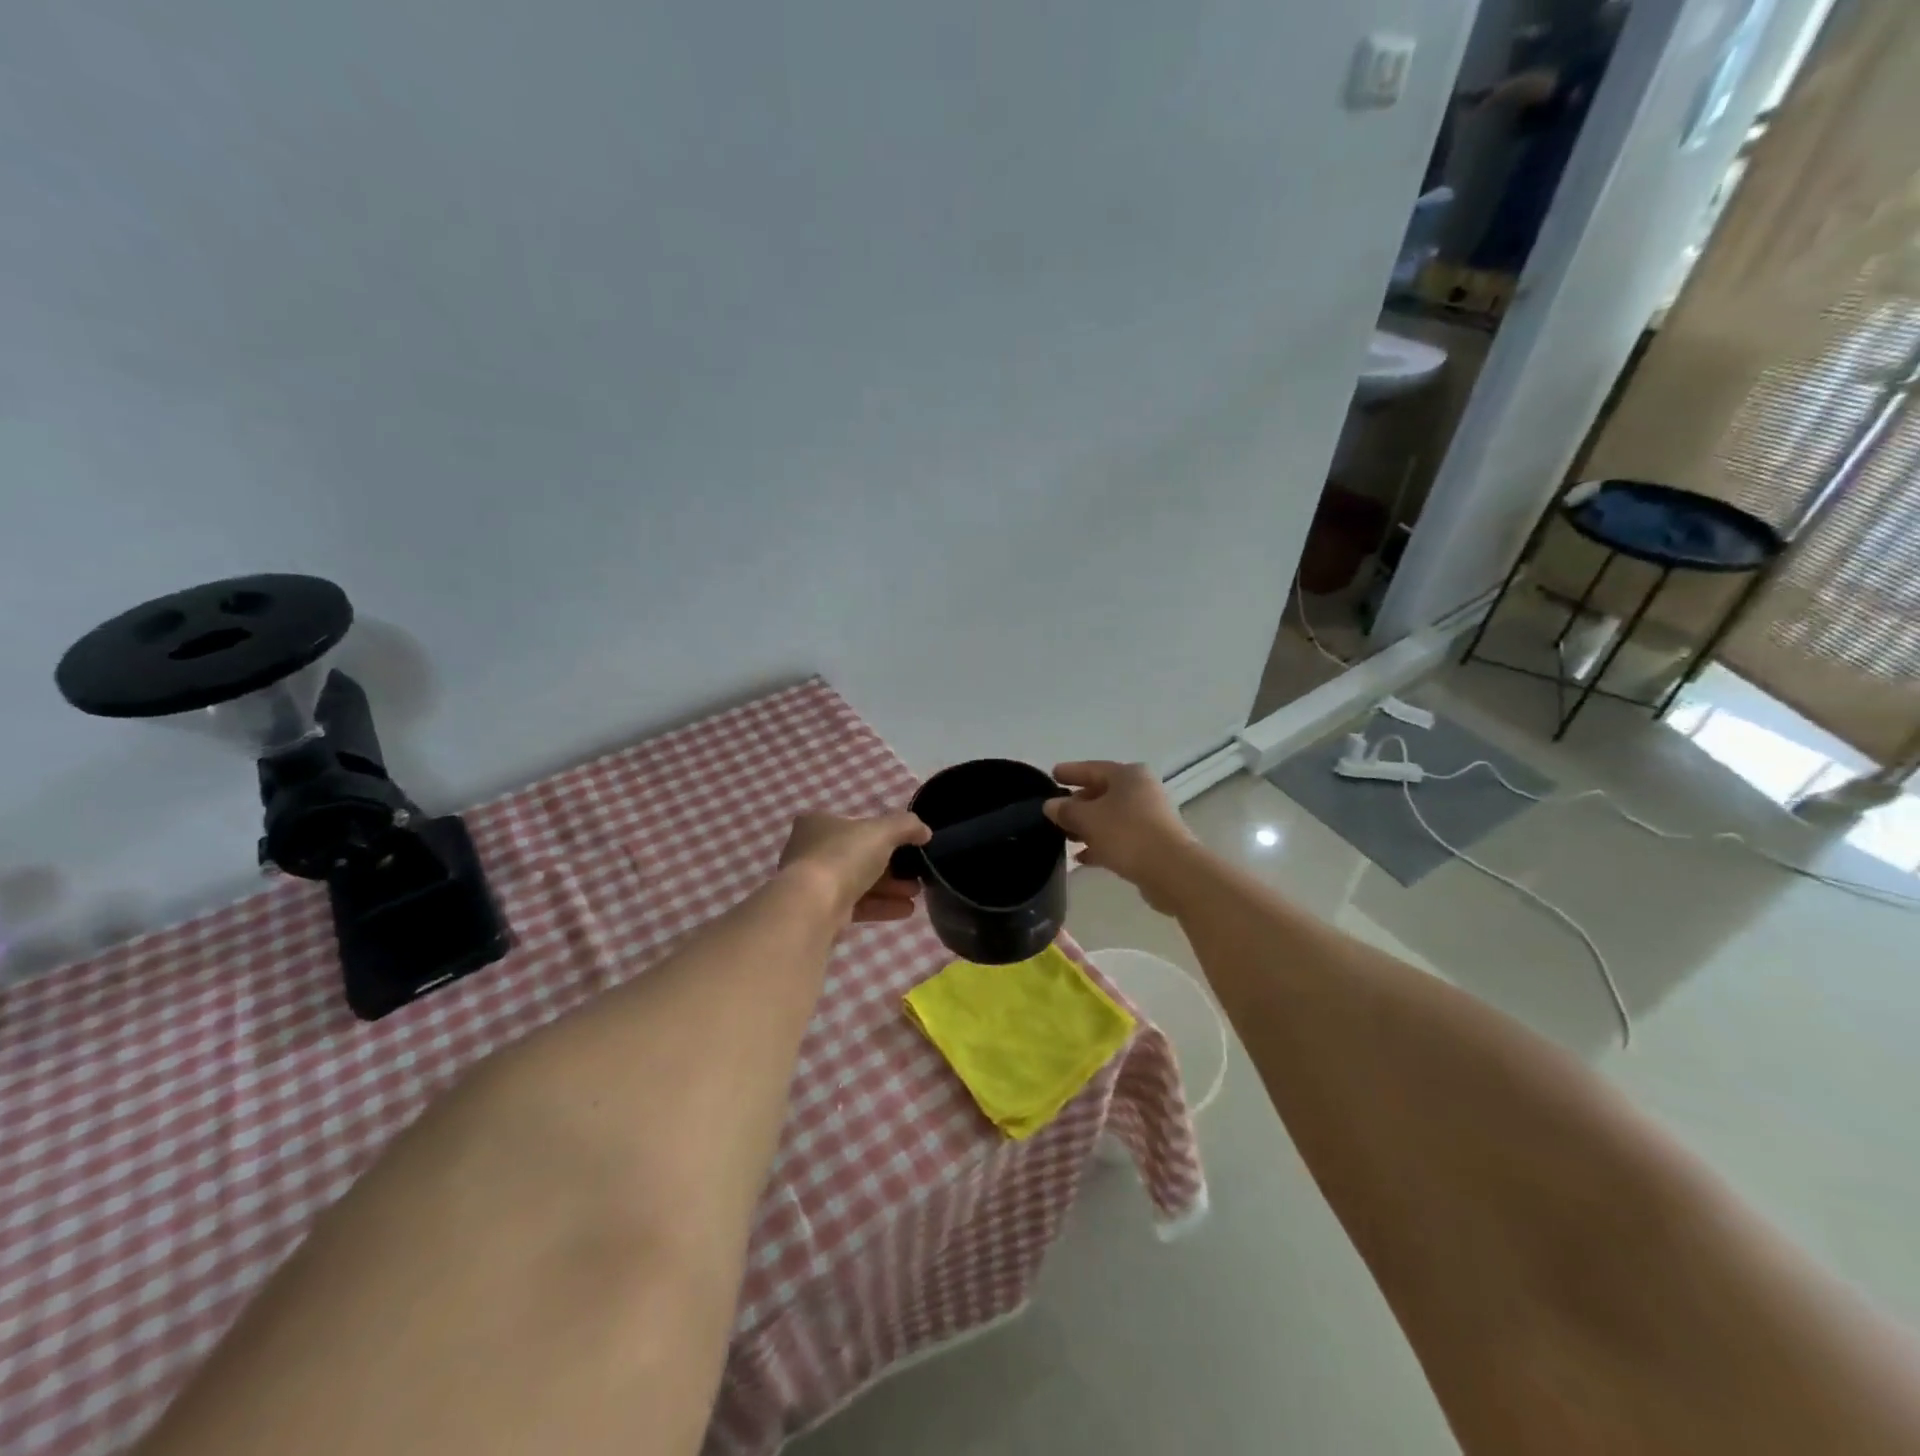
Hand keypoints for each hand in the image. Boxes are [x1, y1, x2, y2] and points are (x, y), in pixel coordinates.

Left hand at [778, 811, 930, 923]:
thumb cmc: (843, 856)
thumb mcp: (882, 831)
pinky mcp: (821, 910)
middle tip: (916, 874)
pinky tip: (906, 910)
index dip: (885, 834)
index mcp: (819, 823)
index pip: (857, 824)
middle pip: (861, 856)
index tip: (909, 846)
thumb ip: (907, 826)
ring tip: (916, 894)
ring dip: (890, 887)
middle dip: (893, 866)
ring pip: (860, 882)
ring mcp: (815, 882)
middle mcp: (812, 850)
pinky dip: (881, 905)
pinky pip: (856, 904)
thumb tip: (925, 831)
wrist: (813, 906)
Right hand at [1043, 762, 1196, 909]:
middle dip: (1078, 803)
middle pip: (1103, 792)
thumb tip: (1050, 805)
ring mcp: (1150, 817)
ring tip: (1065, 836)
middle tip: (1055, 811)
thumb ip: (1066, 810)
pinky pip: (1120, 837)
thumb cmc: (1127, 834)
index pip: (1092, 768)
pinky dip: (1101, 843)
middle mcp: (1142, 790)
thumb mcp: (1088, 819)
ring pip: (1111, 816)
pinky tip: (1083, 857)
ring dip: (1088, 826)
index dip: (1070, 772)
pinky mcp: (1153, 842)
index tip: (1052, 775)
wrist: (1171, 871)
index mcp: (1128, 775)